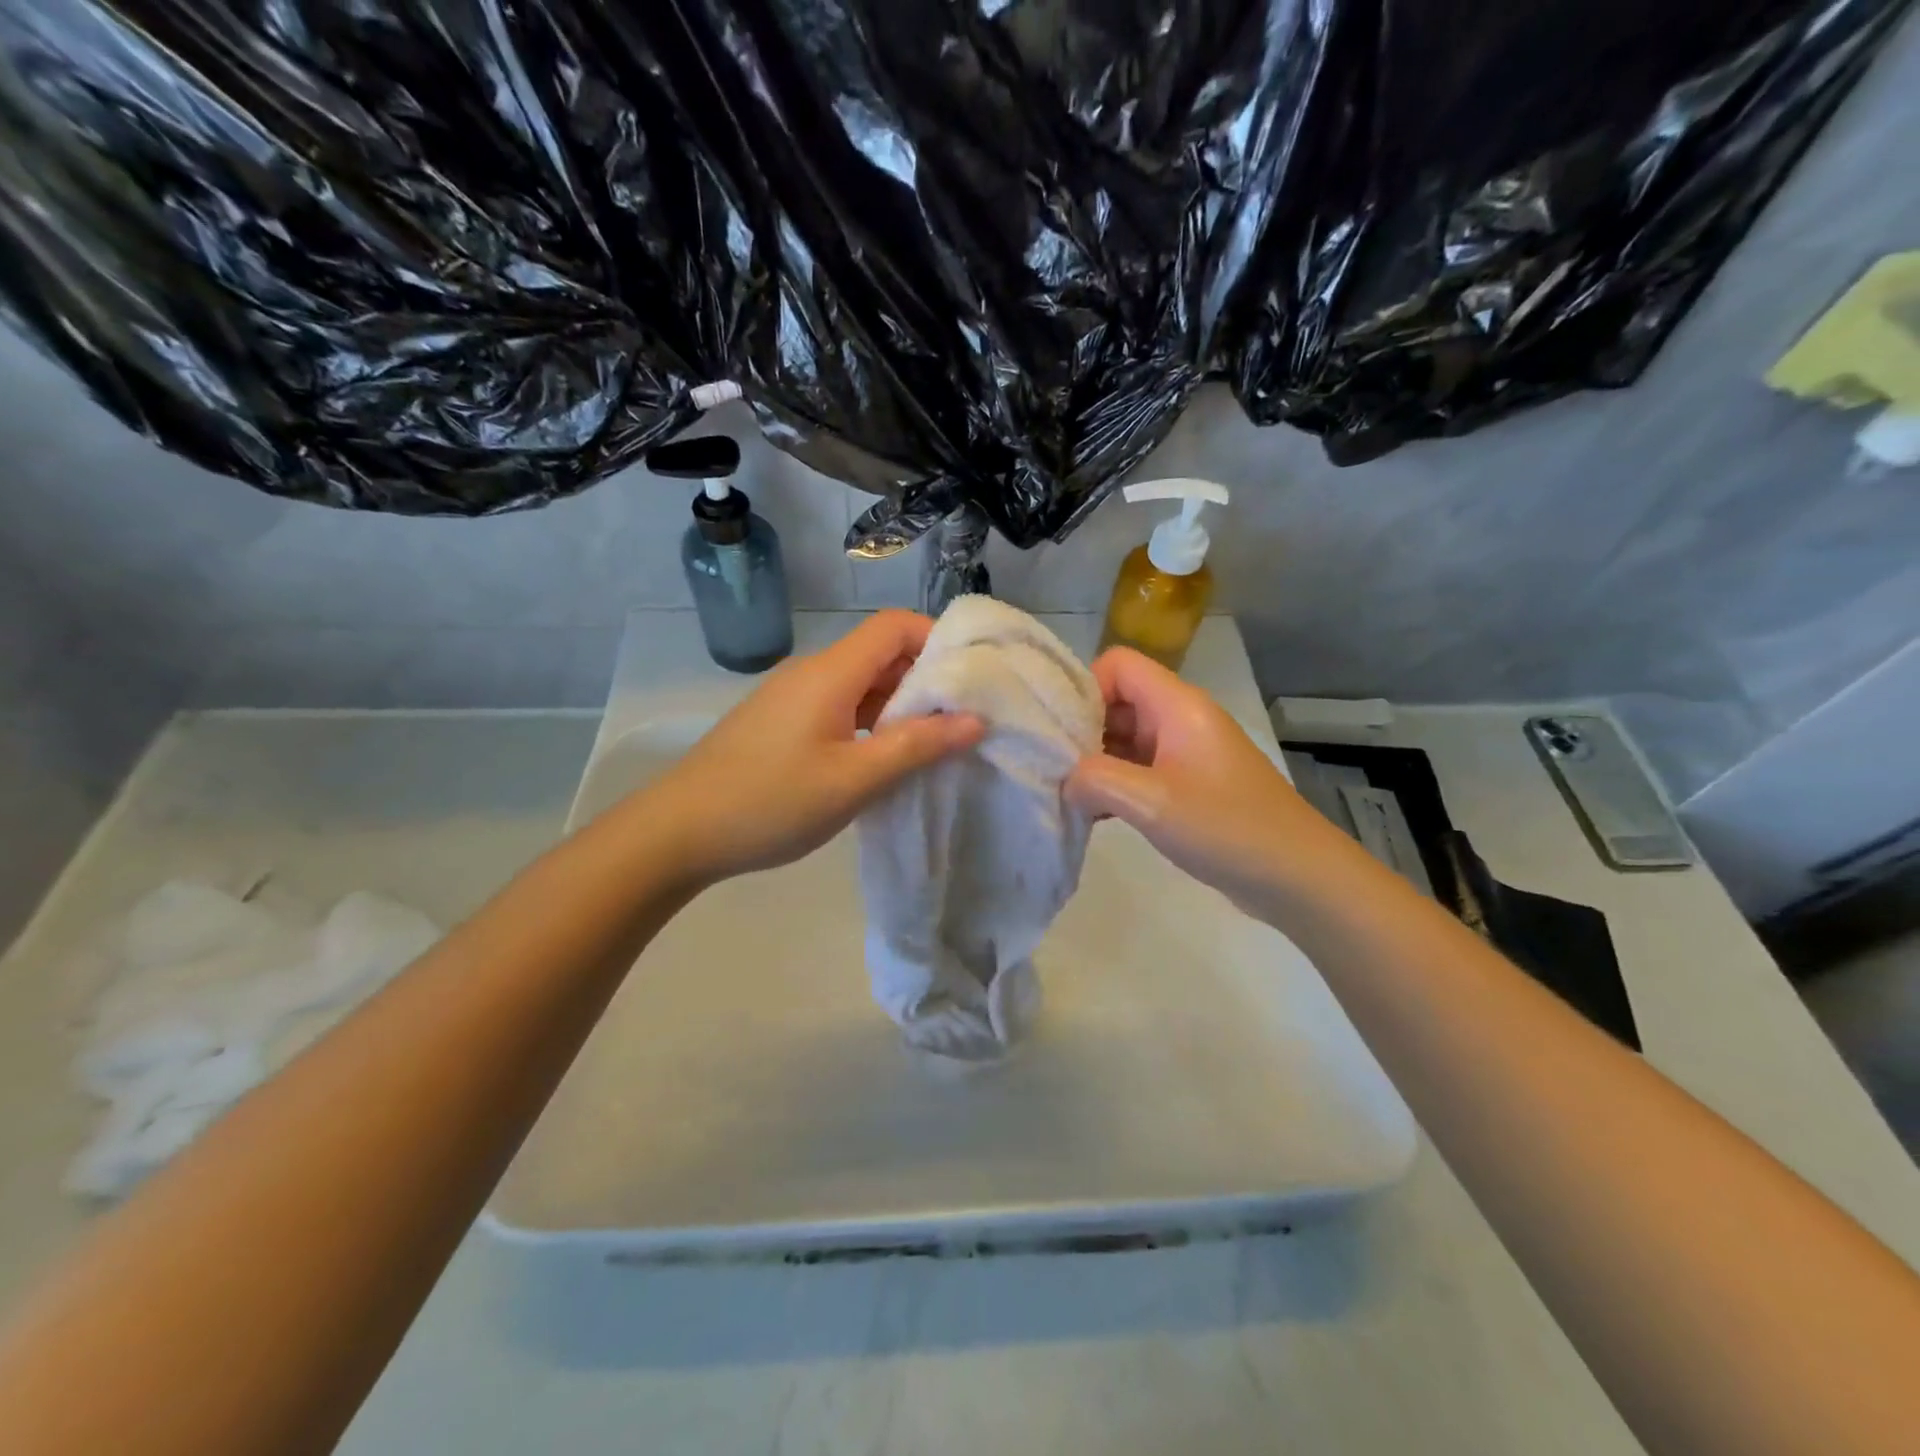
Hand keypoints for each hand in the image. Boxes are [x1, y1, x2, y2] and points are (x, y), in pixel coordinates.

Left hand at [642, 611, 982, 884]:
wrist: (678, 832)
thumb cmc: (771, 802)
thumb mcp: (853, 780)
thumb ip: (916, 746)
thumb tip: (975, 720)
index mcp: (830, 673)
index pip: (894, 626)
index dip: (937, 640)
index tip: (970, 679)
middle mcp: (811, 672)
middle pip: (880, 653)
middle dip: (924, 680)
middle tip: (961, 720)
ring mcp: (791, 697)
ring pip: (859, 684)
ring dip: (897, 706)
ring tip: (930, 745)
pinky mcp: (780, 722)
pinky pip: (838, 707)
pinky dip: (869, 723)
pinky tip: (880, 760)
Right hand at [1065, 648, 1348, 917]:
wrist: (1297, 876)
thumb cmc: (1227, 828)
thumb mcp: (1152, 802)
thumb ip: (1096, 780)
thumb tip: (1064, 780)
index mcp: (1177, 705)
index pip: (1117, 664)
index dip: (1084, 689)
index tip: (1060, 733)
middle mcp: (1180, 719)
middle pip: (1116, 701)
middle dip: (1081, 730)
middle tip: (1053, 769)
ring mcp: (1185, 753)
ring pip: (1124, 738)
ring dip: (1095, 763)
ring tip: (1067, 796)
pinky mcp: (1187, 784)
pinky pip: (1139, 770)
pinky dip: (1114, 786)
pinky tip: (1094, 816)